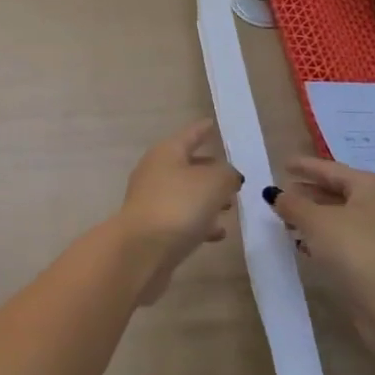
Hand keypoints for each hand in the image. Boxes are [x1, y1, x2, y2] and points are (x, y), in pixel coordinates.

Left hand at [115, 120, 241, 303]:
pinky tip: (218, 233)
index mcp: (166, 153)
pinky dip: (200, 222)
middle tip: (233, 176)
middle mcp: (155, 172)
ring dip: (207, 199)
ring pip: (186, 194)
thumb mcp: (213, 183)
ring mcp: (152, 201)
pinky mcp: (154, 229)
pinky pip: (182, 219)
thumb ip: (227, 174)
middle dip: (210, 170)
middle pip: (186, 165)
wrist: (141, 251)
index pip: (189, 135)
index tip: (211, 123)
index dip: (202, 129)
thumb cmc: (178, 206)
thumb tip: (227, 175)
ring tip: (231, 205)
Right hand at [266, 156, 374, 351]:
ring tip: (289, 220)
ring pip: (344, 217)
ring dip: (316, 217)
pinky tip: (307, 244)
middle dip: (310, 193)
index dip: (305, 166)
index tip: (283, 164)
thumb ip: (292, 204)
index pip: (332, 169)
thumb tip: (276, 194)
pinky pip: (349, 238)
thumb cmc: (354, 248)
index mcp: (373, 187)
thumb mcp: (314, 221)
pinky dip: (327, 237)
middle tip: (284, 193)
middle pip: (340, 192)